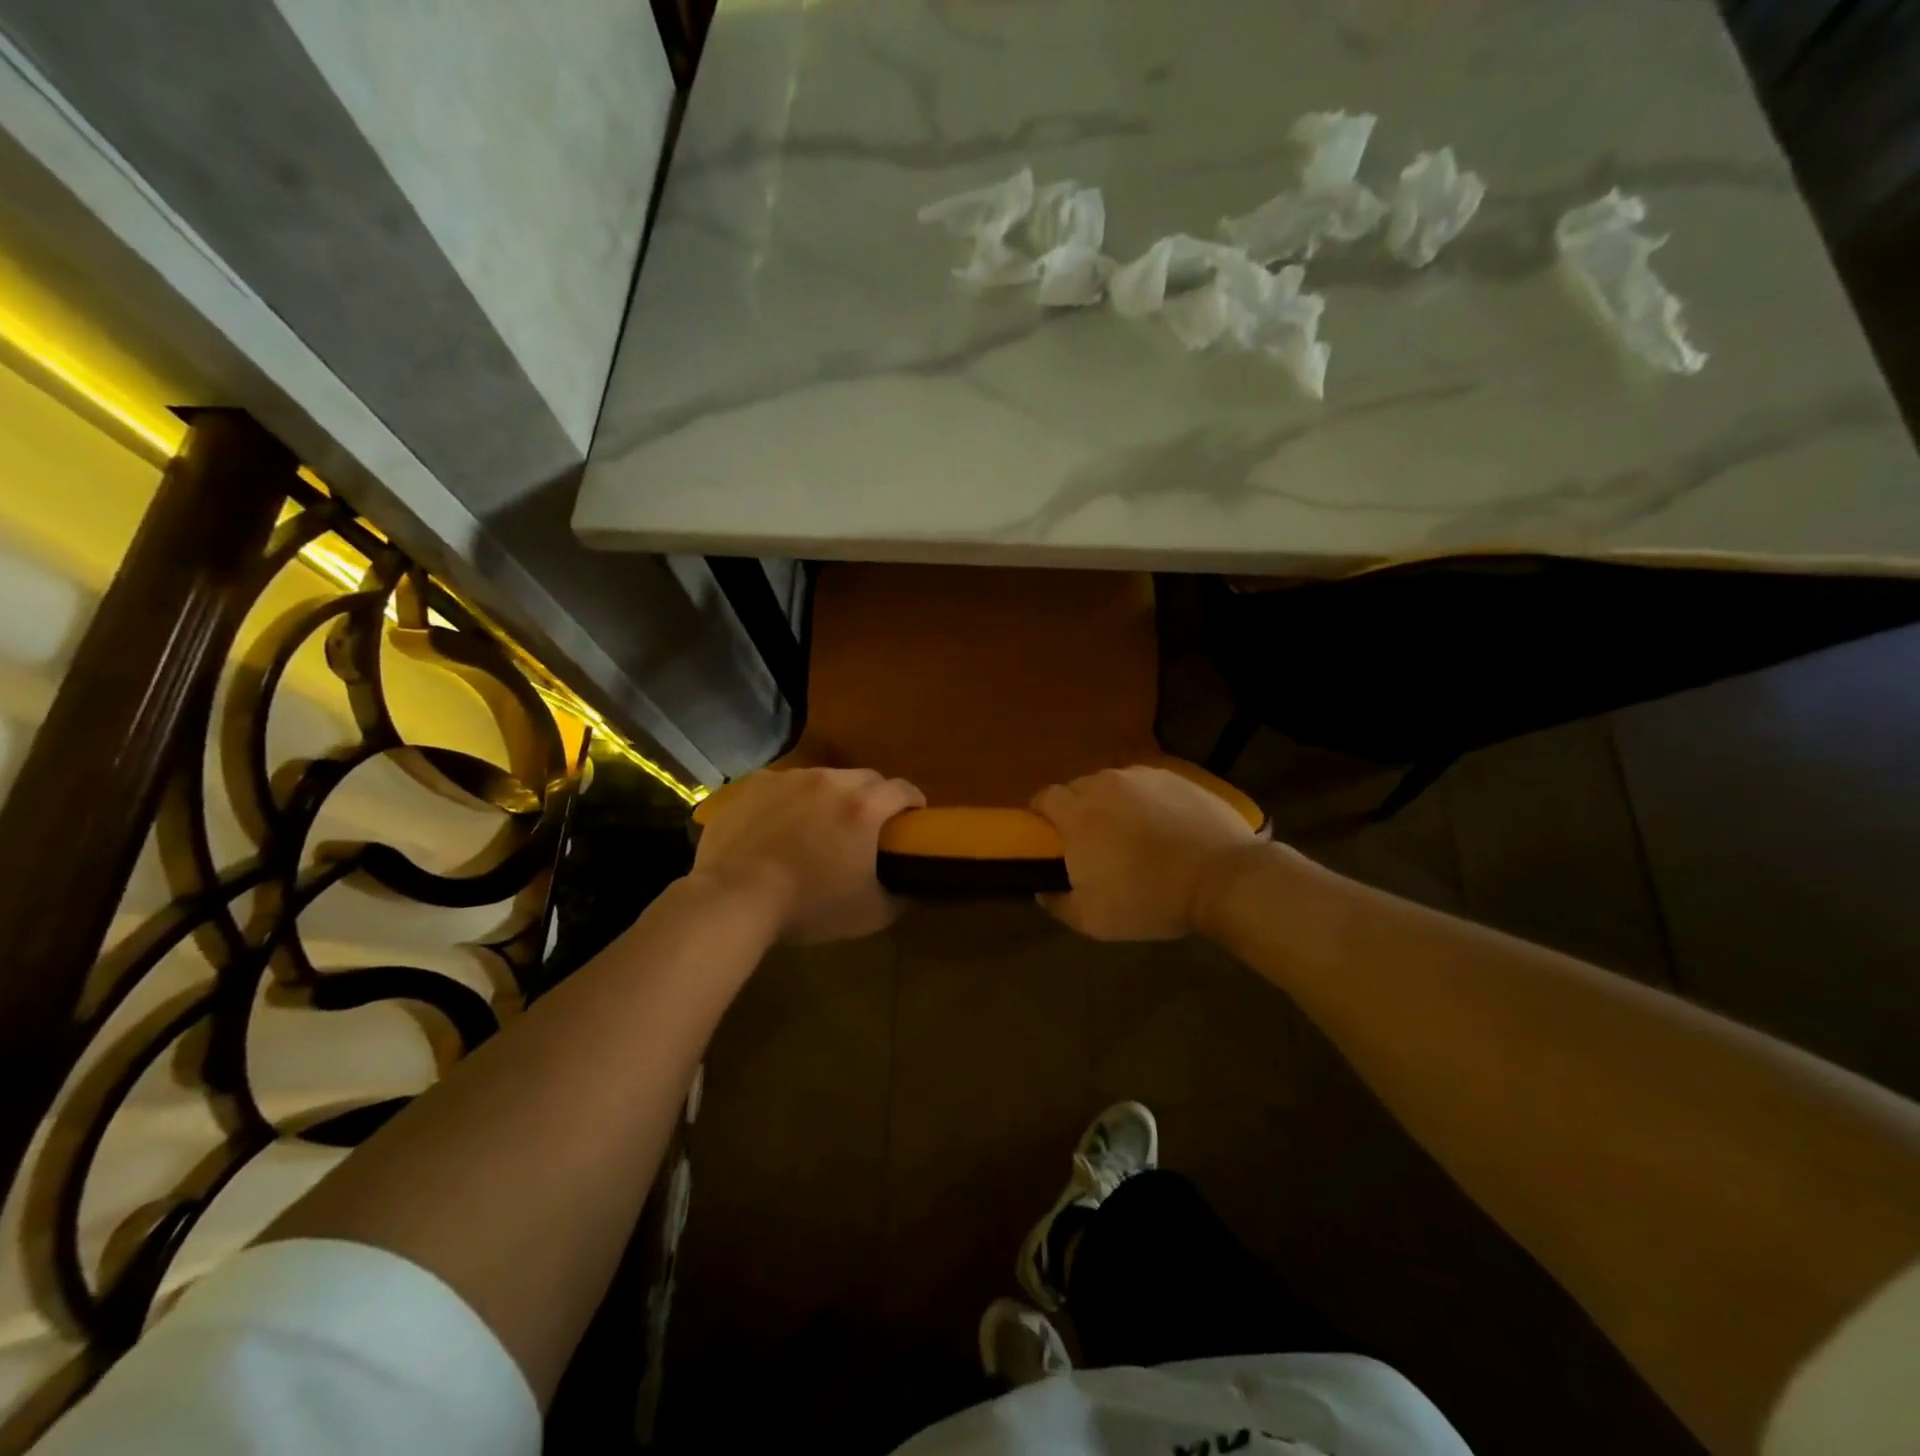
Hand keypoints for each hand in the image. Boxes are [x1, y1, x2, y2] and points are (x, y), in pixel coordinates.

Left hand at [691, 767, 924, 943]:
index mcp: (863, 807)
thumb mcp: (868, 914)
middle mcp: (829, 781)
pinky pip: (783, 785)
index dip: (914, 800)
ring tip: (820, 823)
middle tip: (868, 823)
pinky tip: (780, 824)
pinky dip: (790, 799)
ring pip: (823, 778)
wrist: (733, 899)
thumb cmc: (808, 906)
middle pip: (865, 778)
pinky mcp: (754, 785)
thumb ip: (900, 899)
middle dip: (874, 795)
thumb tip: (915, 892)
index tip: (915, 816)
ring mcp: (788, 779)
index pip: (903, 789)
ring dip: (830, 796)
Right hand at [1031, 766, 1260, 940]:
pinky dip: (1144, 801)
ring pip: (1112, 784)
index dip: (1041, 814)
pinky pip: (1146, 785)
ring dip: (1111, 804)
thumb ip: (1058, 904)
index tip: (1050, 838)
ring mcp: (1142, 777)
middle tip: (1092, 842)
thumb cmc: (1150, 899)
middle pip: (1077, 788)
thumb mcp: (1094, 920)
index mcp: (1078, 814)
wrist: (1223, 877)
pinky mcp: (1175, 776)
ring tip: (1131, 833)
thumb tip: (1042, 890)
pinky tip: (1163, 826)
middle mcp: (1105, 785)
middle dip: (1077, 810)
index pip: (1044, 797)